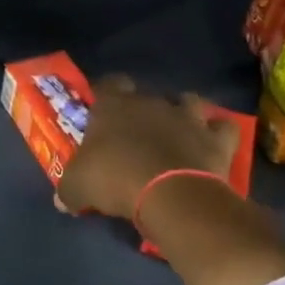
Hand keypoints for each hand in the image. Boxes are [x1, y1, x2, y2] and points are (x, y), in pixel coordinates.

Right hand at [55, 76, 240, 219]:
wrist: (171, 195)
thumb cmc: (116, 179)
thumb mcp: (77, 187)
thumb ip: (68, 189)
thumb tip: (62, 201)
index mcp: (114, 105)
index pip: (108, 83)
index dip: (106, 93)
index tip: (102, 111)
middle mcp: (150, 102)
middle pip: (146, 94)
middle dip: (143, 109)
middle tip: (136, 133)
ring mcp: (187, 117)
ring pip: (188, 100)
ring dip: (183, 112)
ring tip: (177, 132)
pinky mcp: (215, 139)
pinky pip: (223, 128)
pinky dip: (219, 133)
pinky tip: (212, 144)